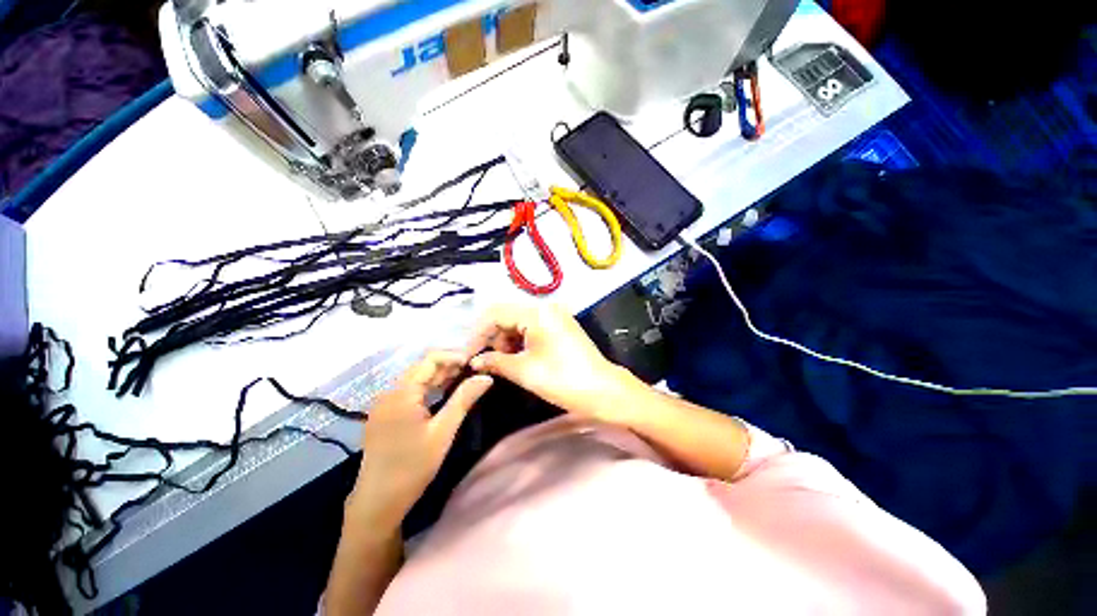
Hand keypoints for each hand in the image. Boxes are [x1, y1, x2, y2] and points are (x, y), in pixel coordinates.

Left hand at [349, 351, 492, 527]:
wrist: (378, 502)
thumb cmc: (412, 466)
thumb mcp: (443, 432)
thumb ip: (464, 399)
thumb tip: (486, 377)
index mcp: (401, 393)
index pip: (429, 360)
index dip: (453, 356)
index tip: (473, 363)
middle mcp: (389, 393)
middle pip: (421, 367)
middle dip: (448, 365)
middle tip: (472, 371)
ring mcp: (384, 404)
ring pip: (415, 379)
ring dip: (438, 376)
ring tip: (462, 379)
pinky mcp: (384, 414)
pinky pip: (408, 391)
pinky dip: (427, 388)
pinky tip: (442, 394)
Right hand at [467, 303, 638, 420]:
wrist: (603, 391)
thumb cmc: (563, 380)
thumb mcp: (524, 371)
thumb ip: (495, 361)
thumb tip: (474, 361)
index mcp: (536, 312)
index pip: (495, 314)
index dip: (477, 335)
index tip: (467, 356)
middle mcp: (545, 307)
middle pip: (506, 316)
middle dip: (492, 338)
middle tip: (486, 363)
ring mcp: (554, 316)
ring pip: (518, 323)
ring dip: (505, 342)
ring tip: (503, 364)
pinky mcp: (559, 326)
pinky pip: (531, 328)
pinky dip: (520, 342)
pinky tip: (518, 359)